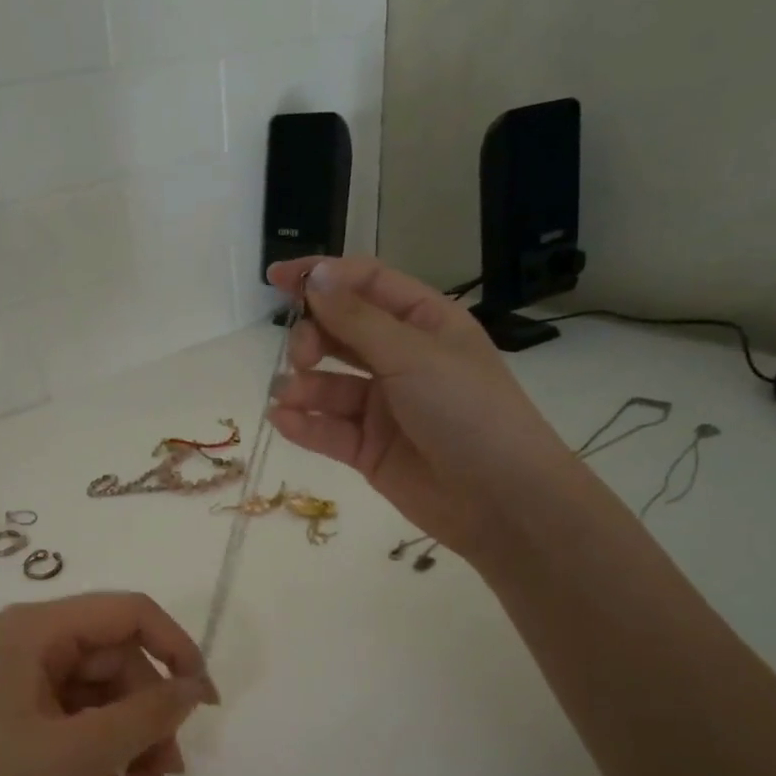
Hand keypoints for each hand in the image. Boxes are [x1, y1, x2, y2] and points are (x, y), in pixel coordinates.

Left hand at [0, 593, 219, 775]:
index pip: (127, 613)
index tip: (204, 701)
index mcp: (35, 628)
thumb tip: (193, 688)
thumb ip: (147, 715)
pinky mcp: (10, 721)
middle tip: (169, 771)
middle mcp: (25, 644)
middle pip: (114, 660)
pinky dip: (99, 749)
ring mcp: (15, 683)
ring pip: (97, 695)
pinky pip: (72, 720)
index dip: (175, 648)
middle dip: (149, 713)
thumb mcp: (80, 752)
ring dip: (130, 738)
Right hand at [267, 256, 574, 563]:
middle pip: (342, 333)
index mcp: (425, 322)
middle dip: (312, 338)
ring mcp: (384, 407)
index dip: (323, 277)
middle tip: (300, 356)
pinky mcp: (369, 449)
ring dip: (303, 386)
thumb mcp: (413, 354)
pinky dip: (305, 424)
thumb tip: (315, 276)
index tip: (276, 279)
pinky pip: (329, 430)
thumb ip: (357, 320)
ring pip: (330, 385)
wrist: (499, 498)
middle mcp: (402, 359)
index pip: (367, 285)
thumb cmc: (466, 411)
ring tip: (286, 397)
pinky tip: (284, 421)